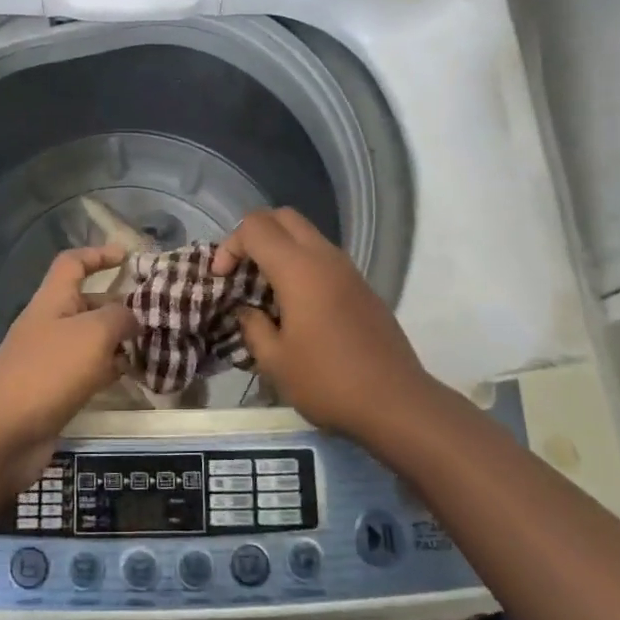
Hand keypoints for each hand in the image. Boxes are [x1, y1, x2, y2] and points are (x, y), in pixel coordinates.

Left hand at [0, 247, 135, 490]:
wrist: (3, 433)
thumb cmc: (49, 370)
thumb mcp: (93, 333)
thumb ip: (120, 318)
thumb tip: (134, 318)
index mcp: (53, 299)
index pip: (73, 263)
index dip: (98, 254)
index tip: (128, 257)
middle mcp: (52, 324)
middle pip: (88, 303)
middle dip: (121, 304)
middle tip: (159, 311)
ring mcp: (52, 359)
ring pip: (92, 340)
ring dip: (121, 340)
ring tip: (157, 344)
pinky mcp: (57, 391)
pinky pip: (90, 371)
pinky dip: (112, 369)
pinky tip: (136, 375)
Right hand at [213, 208, 429, 440]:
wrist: (396, 402)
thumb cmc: (328, 380)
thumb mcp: (275, 361)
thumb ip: (253, 326)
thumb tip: (246, 310)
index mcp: (298, 268)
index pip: (254, 227)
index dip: (230, 246)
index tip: (222, 279)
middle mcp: (324, 257)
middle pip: (282, 216)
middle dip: (254, 235)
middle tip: (241, 270)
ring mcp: (347, 269)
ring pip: (305, 233)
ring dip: (279, 248)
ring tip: (265, 288)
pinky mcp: (361, 285)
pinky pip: (323, 256)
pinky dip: (301, 263)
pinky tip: (295, 304)